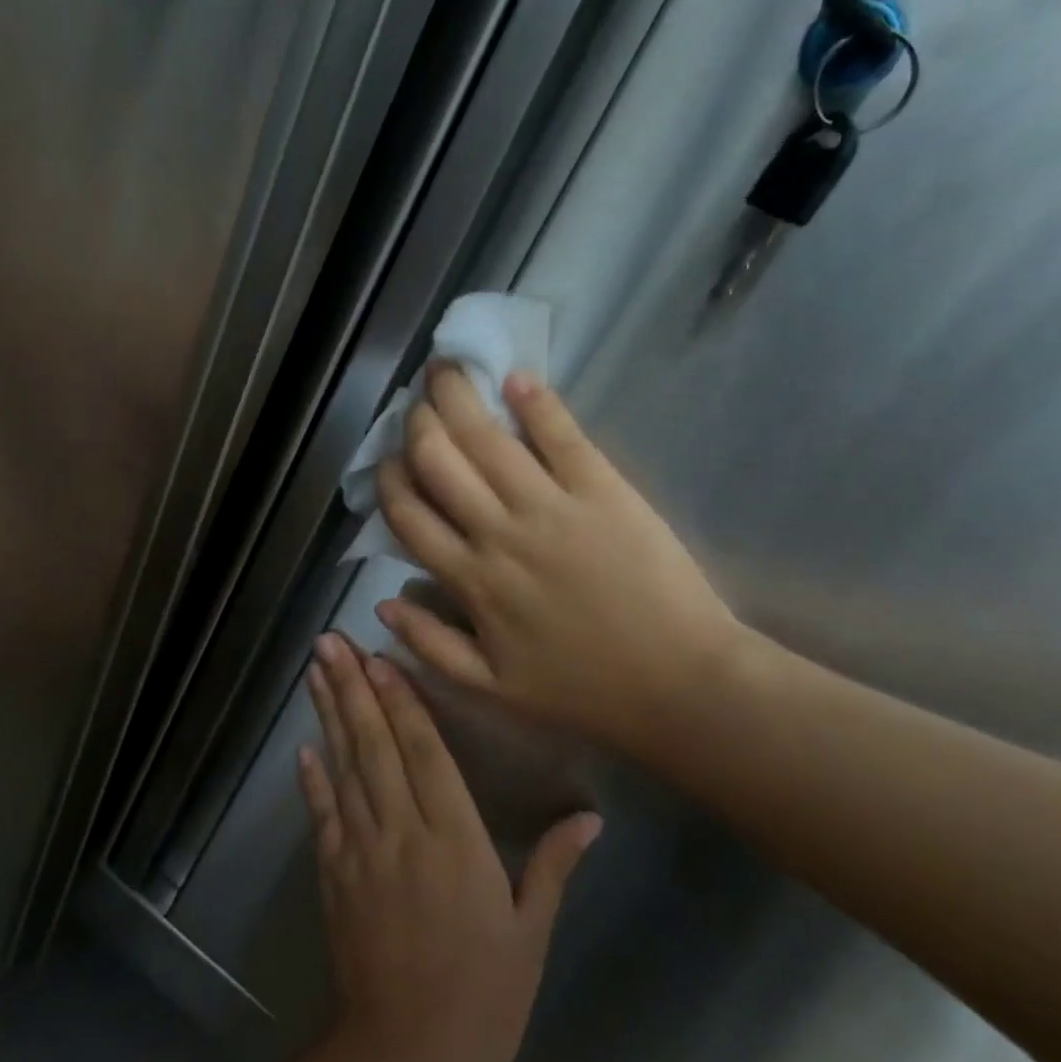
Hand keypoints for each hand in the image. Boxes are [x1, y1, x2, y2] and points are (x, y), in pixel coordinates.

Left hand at [298, 634, 600, 1061]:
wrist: (406, 1057)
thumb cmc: (484, 996)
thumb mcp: (530, 932)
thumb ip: (554, 865)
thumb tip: (591, 816)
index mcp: (455, 839)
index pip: (424, 752)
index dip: (401, 701)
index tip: (380, 658)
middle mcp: (402, 831)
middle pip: (375, 745)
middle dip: (353, 688)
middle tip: (330, 642)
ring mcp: (361, 851)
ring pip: (344, 768)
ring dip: (328, 716)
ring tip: (315, 672)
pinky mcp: (335, 874)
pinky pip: (322, 815)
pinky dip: (311, 779)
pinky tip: (303, 748)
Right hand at [373, 366, 744, 756]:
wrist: (679, 683)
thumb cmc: (584, 690)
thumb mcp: (493, 688)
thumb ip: (431, 645)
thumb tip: (381, 599)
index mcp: (471, 581)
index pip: (409, 515)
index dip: (389, 480)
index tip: (388, 462)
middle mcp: (500, 533)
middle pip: (439, 462)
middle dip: (416, 425)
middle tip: (415, 406)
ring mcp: (552, 507)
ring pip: (488, 439)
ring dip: (459, 398)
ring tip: (445, 371)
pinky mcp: (604, 490)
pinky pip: (563, 437)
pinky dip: (538, 404)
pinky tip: (517, 379)